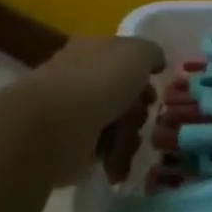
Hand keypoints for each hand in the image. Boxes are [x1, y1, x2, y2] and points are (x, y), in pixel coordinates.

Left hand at [22, 36, 164, 186]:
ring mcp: (72, 112)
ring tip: (126, 144)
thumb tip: (155, 62)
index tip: (153, 91)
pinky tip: (113, 161)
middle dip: (137, 111)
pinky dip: (112, 158)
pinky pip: (101, 151)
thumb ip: (151, 53)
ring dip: (127, 137)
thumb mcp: (138, 53)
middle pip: (121, 95)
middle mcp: (80, 78)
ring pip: (115, 124)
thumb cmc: (100, 80)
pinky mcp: (69, 146)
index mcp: (92, 50)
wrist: (57, 124)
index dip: (142, 75)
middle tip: (140, 118)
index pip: (122, 59)